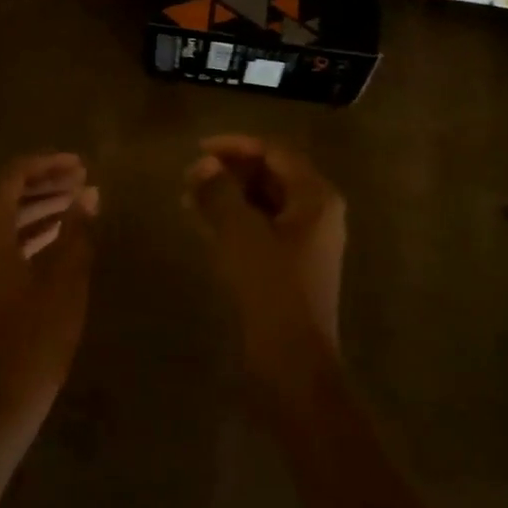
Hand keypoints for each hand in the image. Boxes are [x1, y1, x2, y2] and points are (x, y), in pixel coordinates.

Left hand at [0, 153, 98, 437]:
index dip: (47, 165)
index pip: (13, 177)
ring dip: (37, 208)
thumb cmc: (32, 341)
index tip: (81, 164)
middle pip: (5, 195)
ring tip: (77, 205)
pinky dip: (26, 234)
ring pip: (2, 220)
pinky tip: (57, 239)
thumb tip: (90, 193)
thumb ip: (76, 231)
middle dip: (44, 184)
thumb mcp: (65, 282)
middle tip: (84, 181)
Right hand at [184, 136, 345, 379]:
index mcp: (316, 196)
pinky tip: (203, 222)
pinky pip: (261, 227)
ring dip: (228, 195)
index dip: (235, 146)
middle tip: (191, 176)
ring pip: (263, 202)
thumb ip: (219, 191)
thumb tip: (204, 165)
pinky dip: (234, 219)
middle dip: (230, 171)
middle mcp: (318, 212)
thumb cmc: (271, 288)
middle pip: (271, 175)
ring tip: (189, 197)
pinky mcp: (292, 266)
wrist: (292, 361)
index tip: (198, 150)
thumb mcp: (240, 232)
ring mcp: (307, 241)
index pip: (274, 152)